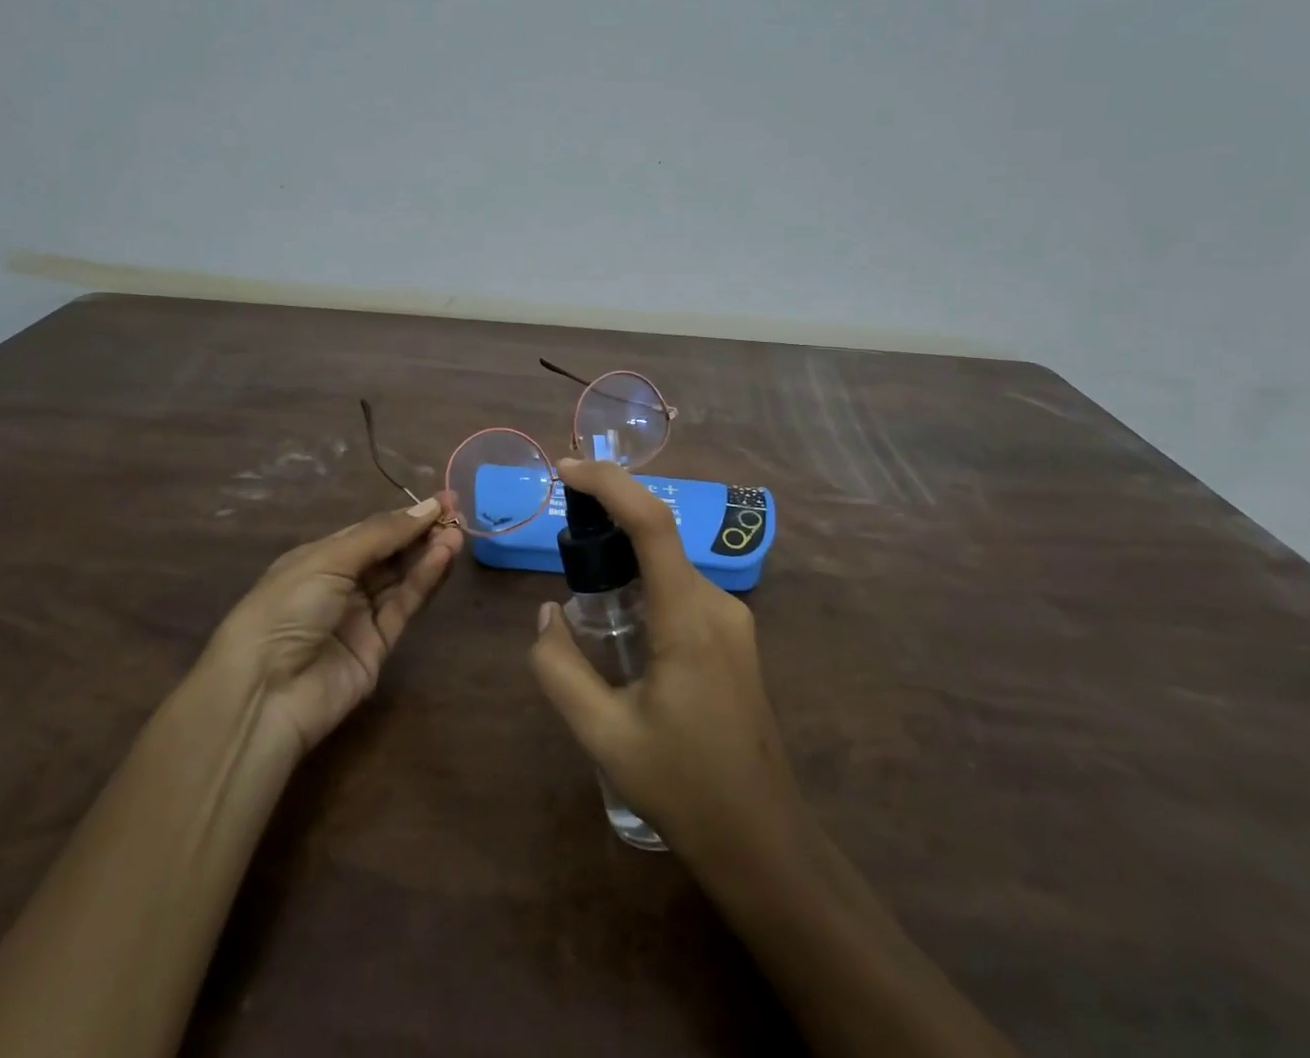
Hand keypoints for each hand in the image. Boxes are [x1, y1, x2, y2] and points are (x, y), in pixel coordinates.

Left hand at [215, 494, 461, 754]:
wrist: (264, 692)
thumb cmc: (287, 608)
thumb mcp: (330, 559)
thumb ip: (382, 534)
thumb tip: (428, 506)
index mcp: (320, 557)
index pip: (371, 531)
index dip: (404, 516)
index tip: (442, 500)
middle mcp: (341, 583)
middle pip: (390, 552)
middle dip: (421, 532)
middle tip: (456, 513)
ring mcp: (360, 616)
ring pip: (402, 578)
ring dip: (429, 554)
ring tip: (457, 533)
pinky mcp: (379, 646)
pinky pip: (405, 605)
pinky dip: (425, 581)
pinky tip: (443, 557)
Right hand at [528, 460, 805, 866]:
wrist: (763, 840)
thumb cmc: (683, 788)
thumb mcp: (603, 735)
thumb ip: (560, 668)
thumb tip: (547, 613)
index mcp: (688, 619)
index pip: (652, 524)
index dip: (609, 484)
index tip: (565, 470)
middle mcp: (716, 603)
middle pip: (659, 535)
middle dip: (608, 515)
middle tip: (562, 528)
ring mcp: (731, 618)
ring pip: (669, 562)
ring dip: (625, 553)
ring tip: (582, 580)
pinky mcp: (733, 635)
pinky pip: (681, 587)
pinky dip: (645, 580)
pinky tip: (619, 618)